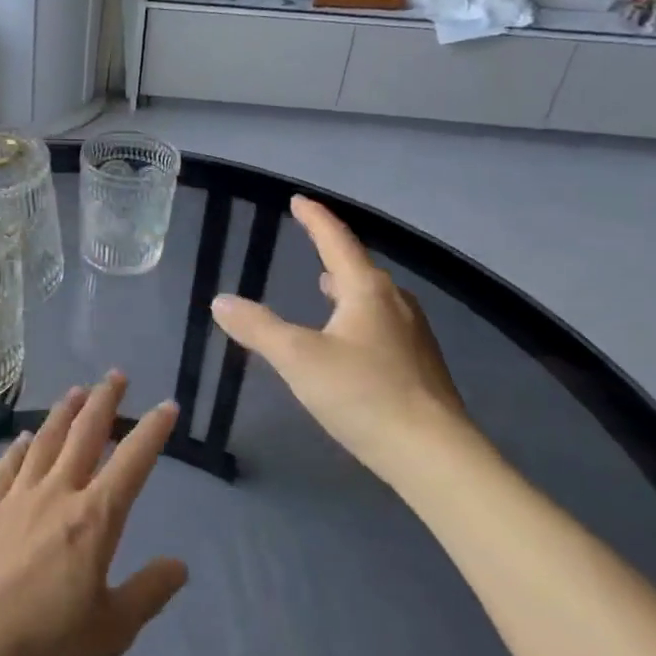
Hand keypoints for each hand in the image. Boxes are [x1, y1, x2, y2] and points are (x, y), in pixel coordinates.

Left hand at [0, 375, 187, 655]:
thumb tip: (180, 564)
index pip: (132, 463)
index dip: (153, 431)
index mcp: (94, 519)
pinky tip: (25, 438)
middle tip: (116, 375)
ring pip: (45, 442)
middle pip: (85, 435)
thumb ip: (148, 592)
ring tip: (75, 392)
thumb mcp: (112, 631)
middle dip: (104, 402)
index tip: (167, 405)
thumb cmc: (46, 647)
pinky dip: (19, 448)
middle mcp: (56, 495)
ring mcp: (16, 498)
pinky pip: (7, 468)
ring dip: (63, 413)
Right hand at [210, 195, 474, 477]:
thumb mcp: (298, 359)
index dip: (315, 218)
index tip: (298, 200)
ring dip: (346, 285)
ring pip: (373, 296)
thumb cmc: (363, 395)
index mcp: (367, 290)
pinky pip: (382, 322)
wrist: (434, 455)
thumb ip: (258, 328)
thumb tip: (221, 300)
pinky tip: (350, 336)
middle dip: (332, 250)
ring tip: (325, 286)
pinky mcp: (420, 364)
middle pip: (359, 266)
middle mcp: (394, 303)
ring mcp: (412, 334)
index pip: (336, 240)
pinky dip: (358, 314)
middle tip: (310, 241)